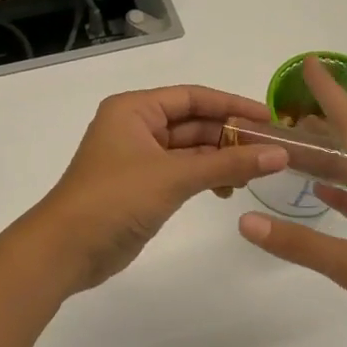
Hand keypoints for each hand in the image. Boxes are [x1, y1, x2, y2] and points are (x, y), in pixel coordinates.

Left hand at [30, 85, 288, 293]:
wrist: (67, 248)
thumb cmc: (115, 198)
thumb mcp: (174, 176)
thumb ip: (228, 163)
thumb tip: (280, 153)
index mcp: (134, 109)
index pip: (193, 97)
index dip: (233, 105)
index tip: (271, 118)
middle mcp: (135, 127)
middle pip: (193, 123)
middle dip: (230, 135)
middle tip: (273, 150)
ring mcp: (137, 159)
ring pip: (189, 150)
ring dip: (220, 159)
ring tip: (256, 173)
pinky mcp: (141, 187)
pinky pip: (181, 173)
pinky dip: (205, 178)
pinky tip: (228, 190)